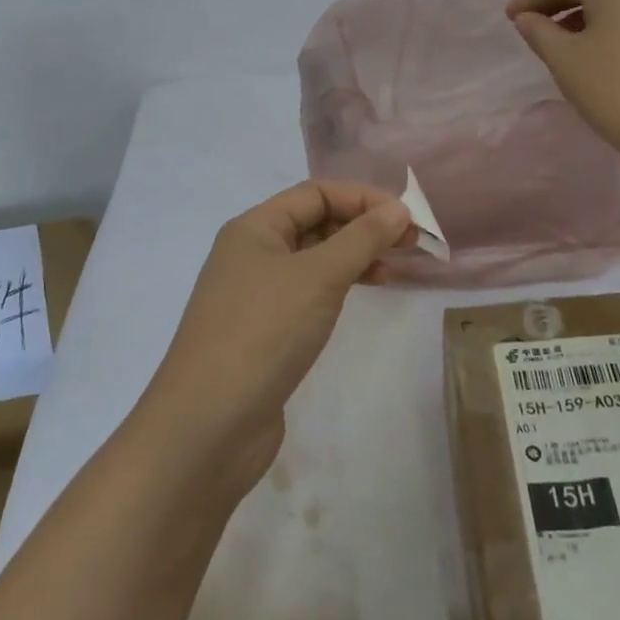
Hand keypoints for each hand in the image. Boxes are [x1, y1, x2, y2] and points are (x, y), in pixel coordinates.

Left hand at [140, 181, 412, 485]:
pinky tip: (360, 297)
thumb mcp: (318, 276)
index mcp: (254, 229)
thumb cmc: (263, 333)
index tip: (407, 218)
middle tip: (411, 243)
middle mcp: (251, 254)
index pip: (315, 194)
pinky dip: (337, 288)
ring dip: (353, 258)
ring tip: (392, 271)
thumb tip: (398, 208)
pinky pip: (307, 294)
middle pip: (315, 223)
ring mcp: (255, 296)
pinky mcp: (263, 332)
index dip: (363, 199)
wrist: (208, 425)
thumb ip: (361, 239)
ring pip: (313, 260)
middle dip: (362, 227)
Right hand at [507, 0, 619, 163]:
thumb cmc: (611, 88)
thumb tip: (526, 18)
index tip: (510, 18)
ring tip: (557, 39)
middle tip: (530, 24)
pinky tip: (590, 49)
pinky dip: (603, 25)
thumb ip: (539, 32)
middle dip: (556, 2)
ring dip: (580, 14)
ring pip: (612, 1)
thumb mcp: (564, 59)